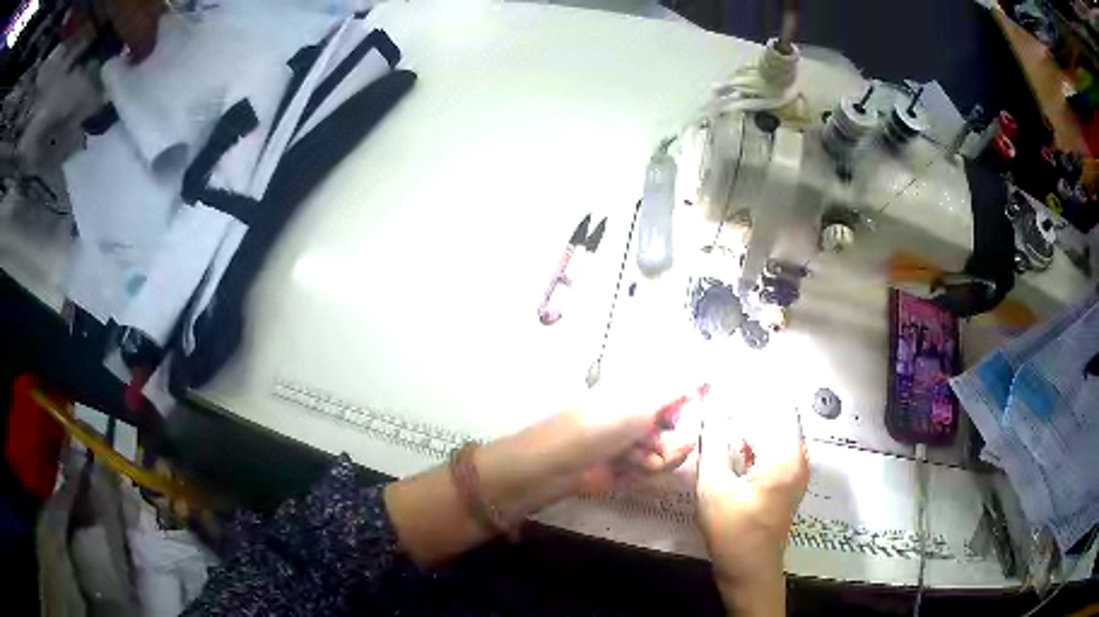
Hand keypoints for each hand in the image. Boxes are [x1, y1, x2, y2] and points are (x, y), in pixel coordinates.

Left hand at [475, 384, 707, 517]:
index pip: (681, 394)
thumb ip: (680, 386)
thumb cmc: (602, 423)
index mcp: (643, 391)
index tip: (703, 409)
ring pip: (672, 452)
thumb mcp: (644, 401)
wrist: (564, 463)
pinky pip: (657, 470)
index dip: (692, 404)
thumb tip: (709, 366)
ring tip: (635, 457)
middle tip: (659, 443)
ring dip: (658, 457)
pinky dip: (646, 470)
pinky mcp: (632, 468)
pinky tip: (630, 468)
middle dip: (673, 440)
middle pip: (682, 428)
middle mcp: (643, 415)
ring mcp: (637, 443)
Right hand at [695, 389, 808, 616]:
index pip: (774, 402)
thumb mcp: (715, 487)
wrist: (748, 570)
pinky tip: (731, 432)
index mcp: (787, 455)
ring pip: (772, 429)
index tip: (729, 364)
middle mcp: (797, 456)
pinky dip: (752, 436)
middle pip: (775, 413)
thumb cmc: (733, 531)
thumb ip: (713, 443)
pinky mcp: (785, 480)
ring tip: (722, 400)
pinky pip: (770, 446)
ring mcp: (794, 469)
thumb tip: (709, 406)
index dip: (752, 381)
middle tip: (720, 382)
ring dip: (750, 416)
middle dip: (749, 396)